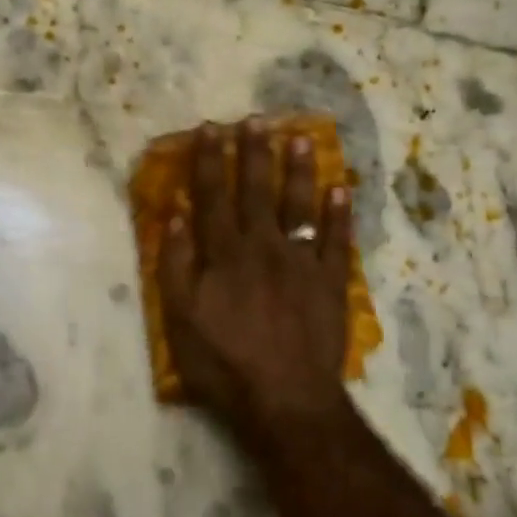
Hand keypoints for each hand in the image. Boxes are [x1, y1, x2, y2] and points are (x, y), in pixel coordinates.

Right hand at [159, 118, 353, 437]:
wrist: (285, 397)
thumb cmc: (224, 362)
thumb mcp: (181, 318)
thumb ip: (176, 264)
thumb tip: (175, 214)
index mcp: (224, 254)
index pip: (214, 196)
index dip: (211, 161)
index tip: (211, 128)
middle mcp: (263, 247)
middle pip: (256, 191)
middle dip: (254, 152)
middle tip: (256, 119)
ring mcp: (301, 262)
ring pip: (299, 205)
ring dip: (298, 170)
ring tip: (299, 137)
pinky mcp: (330, 282)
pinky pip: (336, 239)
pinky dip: (339, 212)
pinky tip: (341, 187)